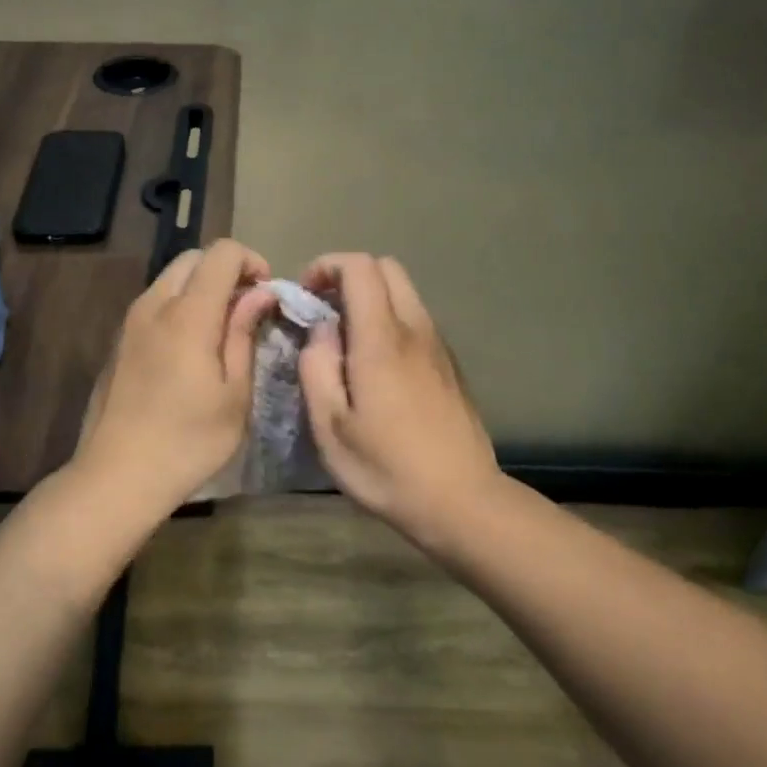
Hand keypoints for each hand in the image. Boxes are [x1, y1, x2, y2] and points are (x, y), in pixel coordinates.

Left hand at [71, 239, 275, 521]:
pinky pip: (153, 304)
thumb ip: (245, 334)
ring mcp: (129, 322)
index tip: (267, 295)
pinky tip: (189, 351)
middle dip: (225, 271)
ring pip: (169, 279)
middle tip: (246, 310)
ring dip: (200, 289)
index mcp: (187, 314)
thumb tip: (260, 293)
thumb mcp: (234, 394)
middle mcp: (153, 305)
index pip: (221, 253)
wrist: (117, 475)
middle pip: (192, 259)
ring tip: (220, 332)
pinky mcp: (117, 342)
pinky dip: (178, 307)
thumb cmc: (188, 441)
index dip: (251, 261)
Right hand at [297, 253, 502, 543]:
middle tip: (323, 310)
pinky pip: (417, 320)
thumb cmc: (386, 468)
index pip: (360, 267)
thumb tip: (321, 330)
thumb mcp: (330, 427)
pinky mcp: (450, 365)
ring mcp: (438, 346)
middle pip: (387, 268)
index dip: (327, 266)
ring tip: (345, 340)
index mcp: (381, 340)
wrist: (461, 500)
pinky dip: (390, 320)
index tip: (305, 293)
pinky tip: (376, 365)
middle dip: (349, 276)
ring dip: (371, 298)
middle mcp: (415, 330)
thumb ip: (317, 367)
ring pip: (405, 293)